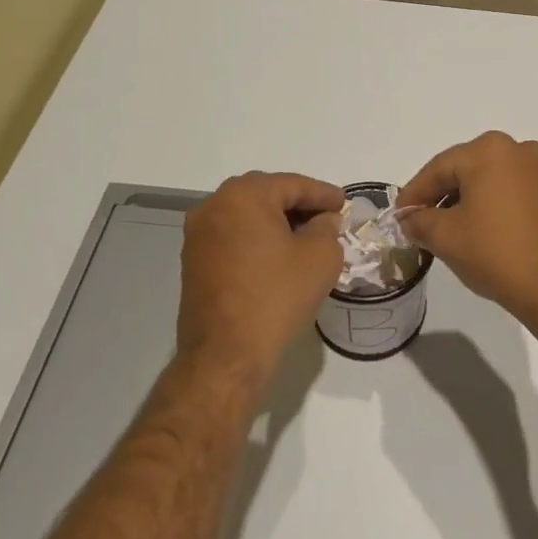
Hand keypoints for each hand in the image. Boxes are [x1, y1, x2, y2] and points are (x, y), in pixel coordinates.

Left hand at [180, 172, 344, 383]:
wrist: (226, 354)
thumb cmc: (277, 296)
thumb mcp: (320, 257)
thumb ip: (327, 228)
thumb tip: (322, 221)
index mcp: (244, 195)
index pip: (293, 184)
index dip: (323, 194)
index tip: (344, 204)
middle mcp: (214, 206)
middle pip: (266, 194)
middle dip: (298, 203)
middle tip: (326, 217)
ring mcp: (198, 234)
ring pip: (247, 215)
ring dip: (276, 221)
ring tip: (305, 237)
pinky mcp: (193, 261)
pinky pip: (232, 236)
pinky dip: (257, 238)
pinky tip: (278, 255)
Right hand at [398, 133, 537, 319]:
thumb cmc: (494, 252)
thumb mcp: (445, 236)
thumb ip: (420, 221)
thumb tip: (410, 219)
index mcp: (489, 150)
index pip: (439, 168)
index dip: (415, 193)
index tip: (398, 215)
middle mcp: (517, 149)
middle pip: (465, 169)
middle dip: (440, 194)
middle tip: (418, 220)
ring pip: (488, 178)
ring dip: (465, 198)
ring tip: (446, 227)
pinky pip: (510, 188)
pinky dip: (490, 202)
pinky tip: (477, 226)